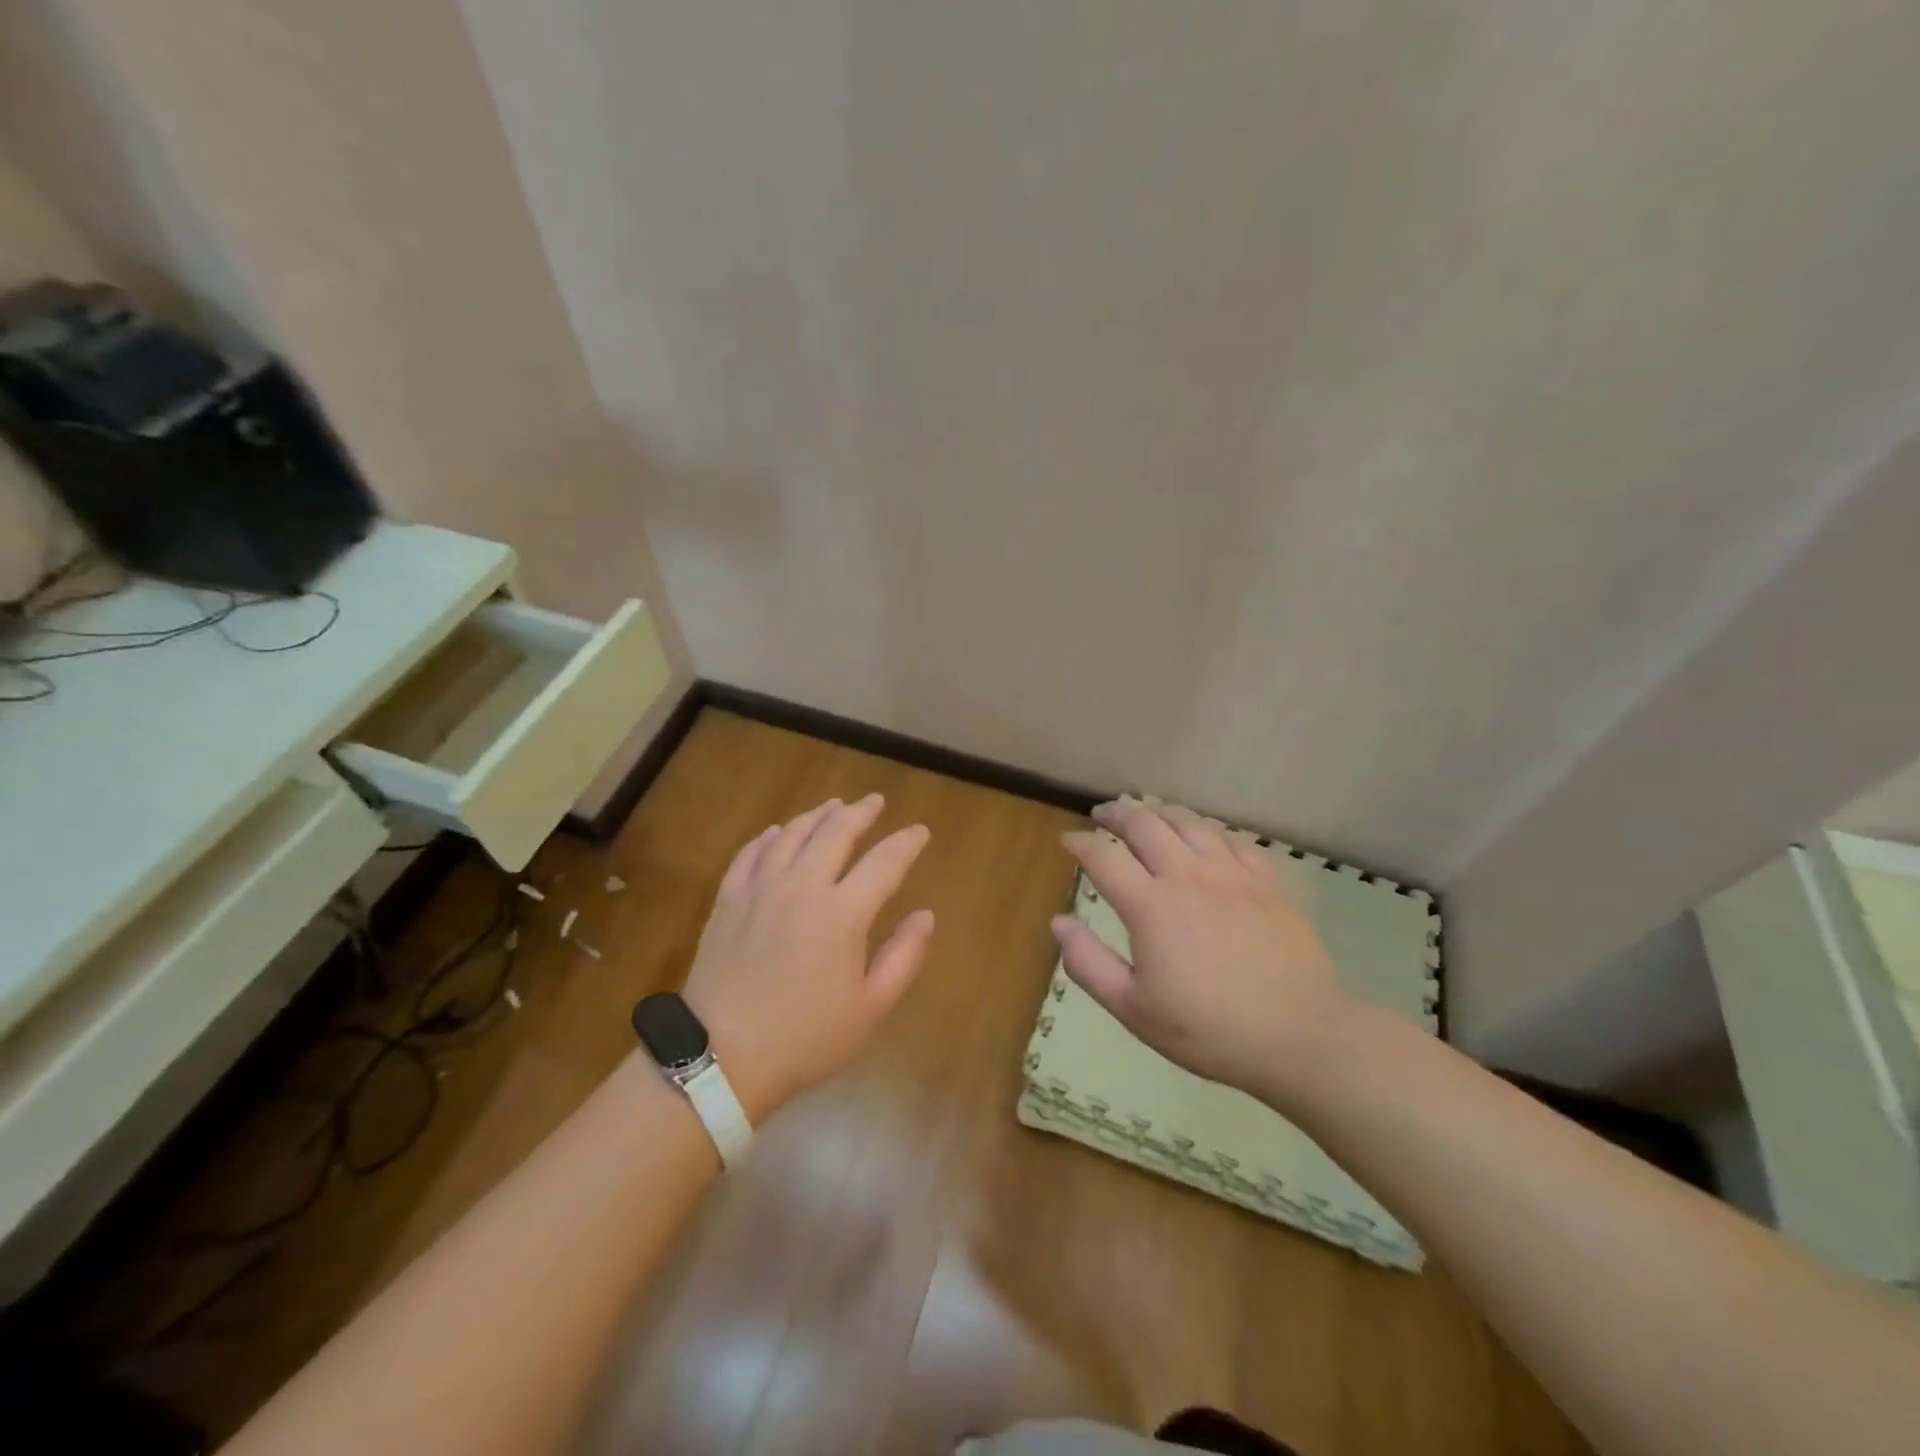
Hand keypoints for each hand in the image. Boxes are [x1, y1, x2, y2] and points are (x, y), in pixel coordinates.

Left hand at [682, 794, 934, 1120]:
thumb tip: (925, 915)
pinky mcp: (728, 901)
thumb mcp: (870, 1008)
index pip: (884, 862)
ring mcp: (759, 890)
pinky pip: (750, 854)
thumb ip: (903, 956)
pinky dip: (768, 837)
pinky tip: (776, 832)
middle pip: (835, 832)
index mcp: (842, 913)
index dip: (906, 843)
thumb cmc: (805, 1038)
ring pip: (792, 835)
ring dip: (817, 815)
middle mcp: (801, 887)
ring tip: (833, 805)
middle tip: (875, 801)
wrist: (720, 1058)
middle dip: (860, 812)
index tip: (919, 831)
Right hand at [1055, 801, 1353, 1103]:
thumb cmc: (1208, 1029)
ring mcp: (1232, 873)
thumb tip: (1059, 922)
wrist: (1299, 1036)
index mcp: (1150, 906)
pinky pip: (1231, 838)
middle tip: (1102, 814)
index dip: (1080, 842)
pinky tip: (1202, 834)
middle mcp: (1188, 875)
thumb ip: (1089, 964)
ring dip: (1159, 812)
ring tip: (1146, 813)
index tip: (1068, 840)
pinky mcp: (1267, 880)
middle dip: (1117, 814)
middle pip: (1145, 824)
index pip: (1103, 857)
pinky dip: (1206, 828)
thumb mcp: (1133, 1009)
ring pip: (1188, 822)